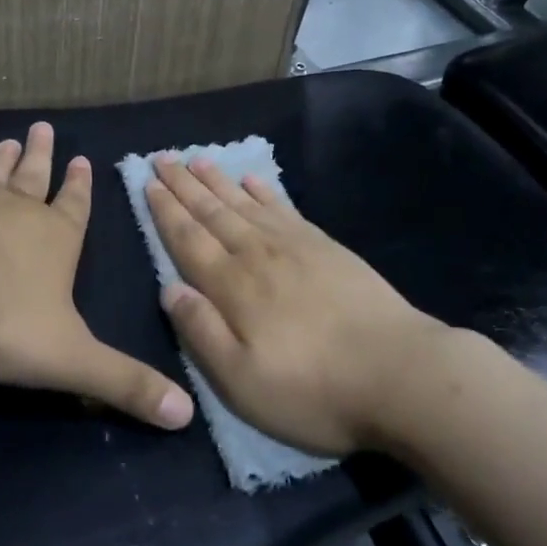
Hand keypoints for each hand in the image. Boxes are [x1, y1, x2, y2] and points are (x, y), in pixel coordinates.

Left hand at [0, 122, 194, 430]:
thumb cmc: (3, 321)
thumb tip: (186, 416)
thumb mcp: (71, 360)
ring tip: (11, 139)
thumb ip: (124, 384)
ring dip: (6, 157)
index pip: (75, 208)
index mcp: (57, 240)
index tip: (81, 158)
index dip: (81, 187)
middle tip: (43, 127)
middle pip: (36, 177)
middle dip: (43, 156)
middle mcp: (19, 212)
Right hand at [145, 156, 449, 455]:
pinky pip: (284, 208)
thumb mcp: (242, 381)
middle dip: (184, 185)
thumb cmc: (313, 389)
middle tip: (163, 156)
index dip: (166, 210)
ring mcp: (294, 246)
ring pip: (244, 203)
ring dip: (218, 181)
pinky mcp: (326, 247)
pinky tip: (253, 180)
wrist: (399, 373)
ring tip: (198, 159)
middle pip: (212, 212)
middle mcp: (257, 254)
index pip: (188, 239)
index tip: (147, 182)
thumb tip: (169, 289)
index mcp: (232, 286)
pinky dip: (264, 191)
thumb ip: (201, 332)